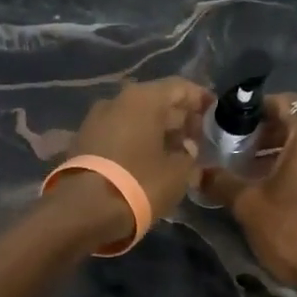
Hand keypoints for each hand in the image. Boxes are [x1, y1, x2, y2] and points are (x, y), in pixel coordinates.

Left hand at [67, 77, 210, 227]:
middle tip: (197, 136)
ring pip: (135, 118)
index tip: (214, 111)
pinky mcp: (82, 141)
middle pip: (156, 101)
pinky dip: (136, 141)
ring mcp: (95, 120)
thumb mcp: (178, 172)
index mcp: (143, 98)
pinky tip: (148, 159)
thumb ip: (188, 154)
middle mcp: (117, 100)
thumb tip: (186, 147)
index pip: (179, 87)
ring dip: (156, 130)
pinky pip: (118, 133)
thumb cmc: (140, 183)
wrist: (83, 210)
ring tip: (175, 151)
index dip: (200, 98)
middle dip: (178, 117)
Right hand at [200, 94, 296, 291]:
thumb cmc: (291, 231)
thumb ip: (222, 181)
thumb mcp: (248, 205)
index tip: (235, 124)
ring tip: (257, 173)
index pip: (284, 102)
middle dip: (269, 134)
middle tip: (240, 150)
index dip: (257, 109)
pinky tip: (285, 191)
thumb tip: (198, 172)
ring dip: (287, 152)